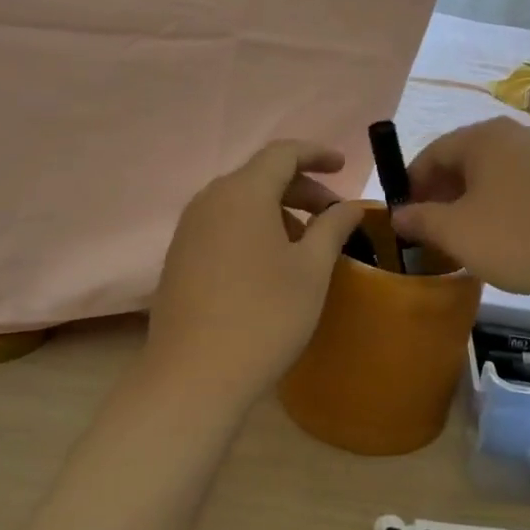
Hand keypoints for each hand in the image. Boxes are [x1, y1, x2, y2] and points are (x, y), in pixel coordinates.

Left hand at [144, 141, 366, 409]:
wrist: (194, 376)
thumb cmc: (265, 315)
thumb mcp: (312, 269)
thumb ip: (333, 226)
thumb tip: (350, 206)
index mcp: (243, 192)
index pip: (283, 153)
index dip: (316, 154)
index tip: (343, 166)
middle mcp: (210, 200)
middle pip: (261, 176)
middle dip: (302, 188)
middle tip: (334, 214)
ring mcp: (189, 230)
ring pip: (241, 202)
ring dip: (279, 211)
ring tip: (308, 243)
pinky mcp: (179, 258)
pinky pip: (223, 226)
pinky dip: (254, 229)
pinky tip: (272, 264)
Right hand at [392, 118, 529, 299]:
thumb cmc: (517, 237)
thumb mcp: (456, 232)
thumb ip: (420, 219)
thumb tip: (398, 214)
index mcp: (484, 137)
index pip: (433, 152)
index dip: (412, 185)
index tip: (404, 217)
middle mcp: (515, 135)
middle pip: (464, 160)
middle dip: (441, 195)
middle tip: (430, 231)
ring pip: (493, 174)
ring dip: (470, 202)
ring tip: (464, 238)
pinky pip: (519, 185)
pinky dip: (500, 205)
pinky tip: (502, 237)